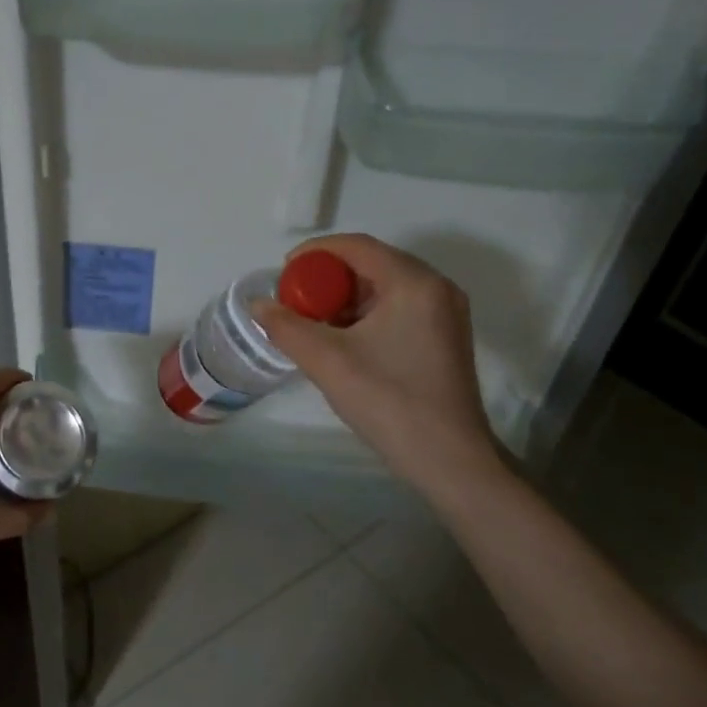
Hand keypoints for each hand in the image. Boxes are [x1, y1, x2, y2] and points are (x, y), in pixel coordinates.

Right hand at [252, 235, 502, 496]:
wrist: (448, 459)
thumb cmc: (388, 401)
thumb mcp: (327, 361)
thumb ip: (286, 327)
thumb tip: (257, 305)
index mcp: (413, 283)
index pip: (357, 246)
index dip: (315, 253)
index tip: (283, 272)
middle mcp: (436, 288)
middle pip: (372, 264)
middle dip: (328, 278)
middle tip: (295, 301)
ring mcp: (445, 313)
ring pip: (384, 288)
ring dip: (345, 299)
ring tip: (313, 323)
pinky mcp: (445, 337)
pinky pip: (398, 309)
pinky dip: (366, 315)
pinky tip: (343, 341)